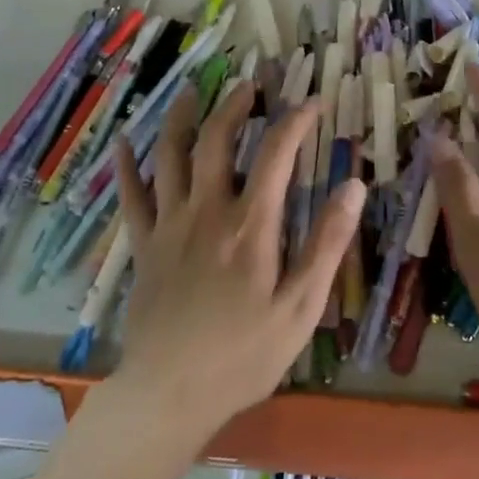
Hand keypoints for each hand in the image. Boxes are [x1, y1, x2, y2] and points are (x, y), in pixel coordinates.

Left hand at [111, 81, 364, 441]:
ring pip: (170, 156)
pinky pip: (132, 196)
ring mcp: (169, 225)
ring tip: (190, 92)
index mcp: (250, 225)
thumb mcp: (301, 307)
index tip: (313, 102)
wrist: (170, 394)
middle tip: (248, 85)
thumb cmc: (244, 355)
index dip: (296, 121)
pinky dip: (128, 166)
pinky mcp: (143, 246)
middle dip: (234, 105)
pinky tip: (124, 143)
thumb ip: (328, 243)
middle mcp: (207, 211)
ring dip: (181, 118)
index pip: (277, 154)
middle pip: (216, 140)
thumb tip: (354, 185)